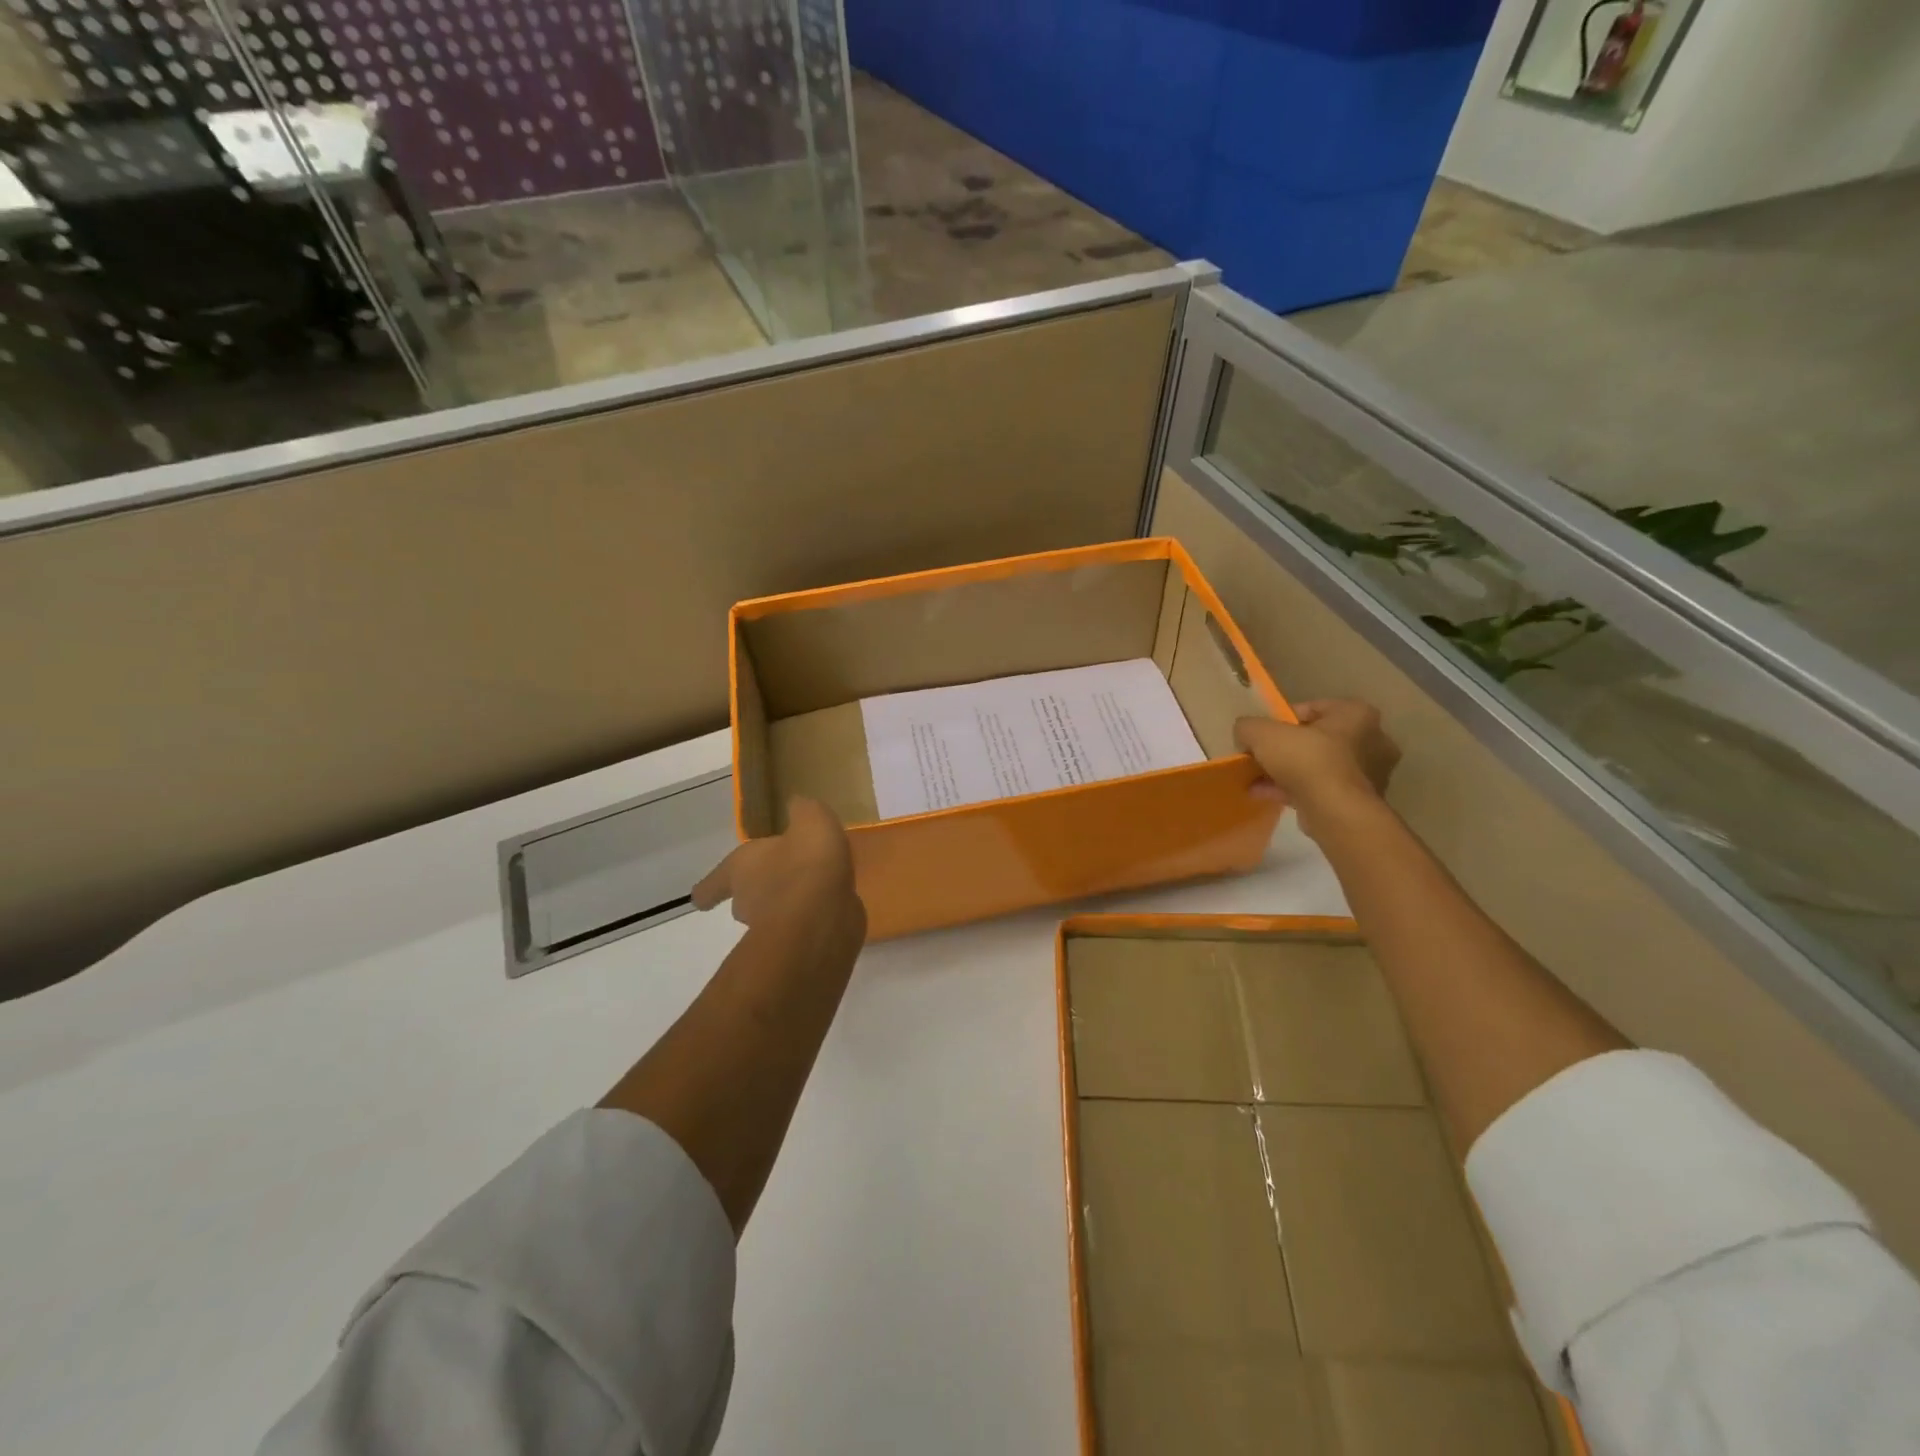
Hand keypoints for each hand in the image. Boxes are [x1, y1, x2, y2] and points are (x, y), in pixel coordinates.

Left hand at [693, 797, 865, 942]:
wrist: (823, 917)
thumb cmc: (806, 862)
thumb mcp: (810, 819)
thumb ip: (802, 811)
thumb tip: (796, 804)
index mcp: (740, 869)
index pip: (713, 884)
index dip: (709, 889)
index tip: (700, 899)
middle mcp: (748, 901)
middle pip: (743, 900)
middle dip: (758, 891)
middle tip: (779, 879)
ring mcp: (772, 929)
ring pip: (773, 916)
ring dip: (787, 907)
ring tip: (813, 892)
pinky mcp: (799, 948)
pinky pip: (802, 930)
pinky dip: (812, 922)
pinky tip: (832, 910)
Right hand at [1235, 699, 1400, 834]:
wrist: (1335, 811)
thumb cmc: (1307, 760)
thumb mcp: (1263, 733)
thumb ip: (1248, 726)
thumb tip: (1245, 733)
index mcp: (1356, 714)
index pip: (1313, 708)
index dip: (1282, 720)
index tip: (1263, 734)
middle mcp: (1371, 740)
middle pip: (1316, 739)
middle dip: (1286, 748)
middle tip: (1261, 757)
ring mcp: (1368, 774)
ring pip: (1317, 766)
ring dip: (1287, 772)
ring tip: (1256, 779)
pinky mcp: (1358, 801)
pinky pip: (1320, 789)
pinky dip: (1293, 790)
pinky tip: (1264, 794)